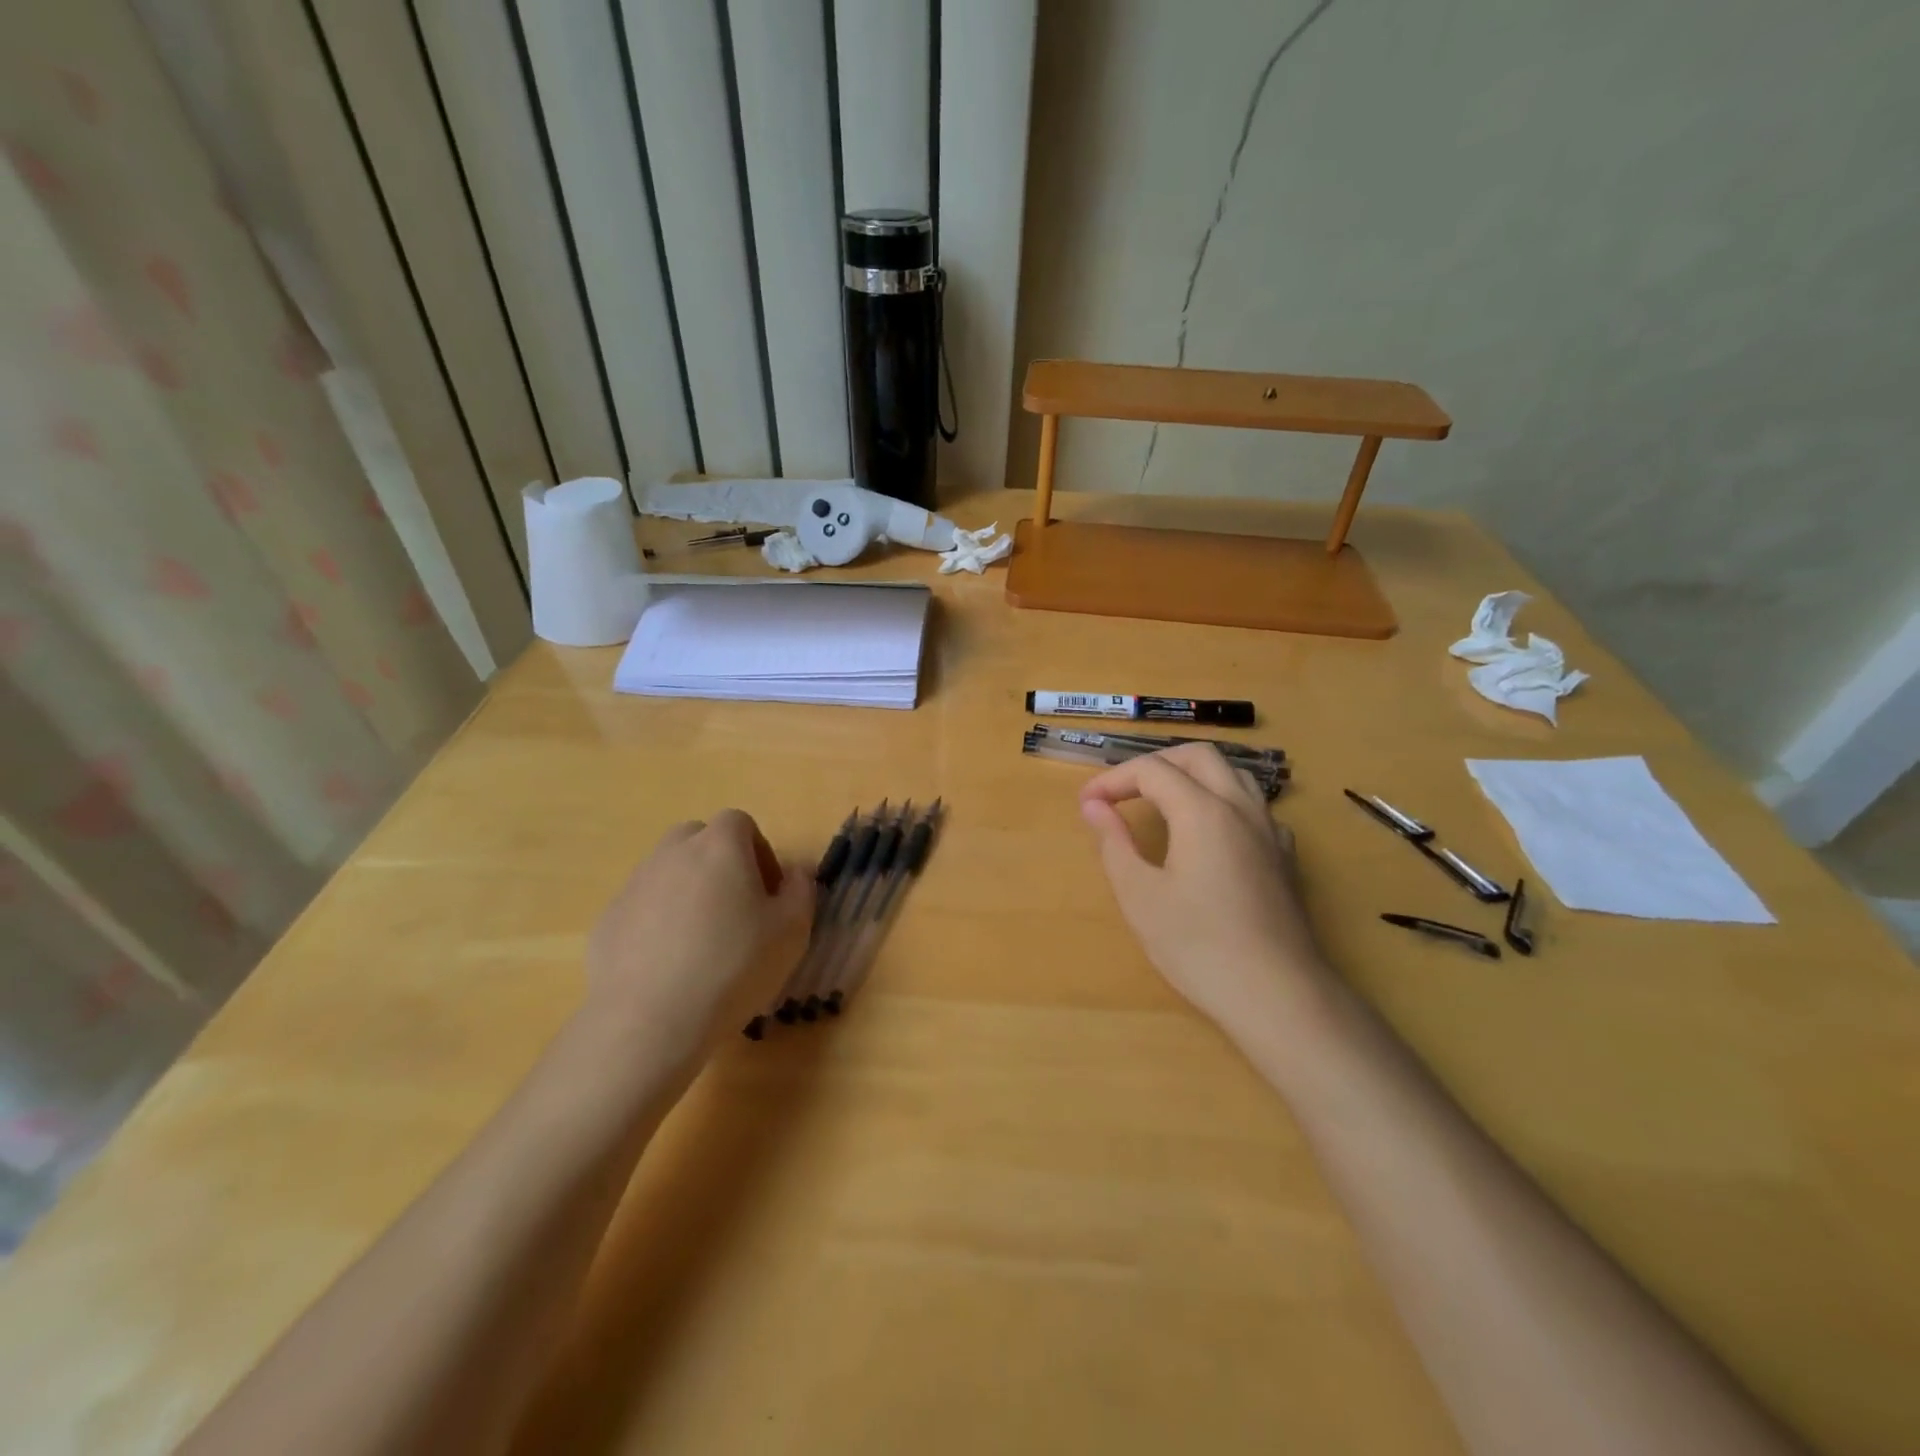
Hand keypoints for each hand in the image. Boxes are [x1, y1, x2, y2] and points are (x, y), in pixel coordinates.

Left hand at [585, 811, 813, 1067]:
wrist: (650, 1021)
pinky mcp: (607, 921)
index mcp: (720, 846)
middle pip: (698, 840)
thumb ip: (801, 890)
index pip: (740, 823)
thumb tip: (796, 872)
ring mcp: (634, 885)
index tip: (768, 892)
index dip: (759, 852)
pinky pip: (641, 909)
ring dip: (687, 893)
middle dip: (719, 864)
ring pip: (667, 873)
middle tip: (735, 909)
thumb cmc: (733, 966)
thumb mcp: (792, 931)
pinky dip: (657, 924)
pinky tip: (669, 966)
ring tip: (701, 942)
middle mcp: (672, 853)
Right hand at [1079, 744, 1327, 1033]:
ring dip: (1192, 775)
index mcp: (1203, 811)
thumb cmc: (1198, 946)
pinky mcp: (1285, 857)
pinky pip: (1253, 806)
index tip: (1087, 804)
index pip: (1152, 771)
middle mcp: (1241, 807)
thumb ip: (1114, 842)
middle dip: (1155, 764)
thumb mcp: (1140, 896)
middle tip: (1124, 792)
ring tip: (1162, 803)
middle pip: (1198, 756)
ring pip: (1233, 774)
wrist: (1277, 995)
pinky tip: (1210, 835)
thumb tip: (1094, 806)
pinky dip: (1222, 801)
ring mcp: (1270, 830)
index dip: (1113, 780)